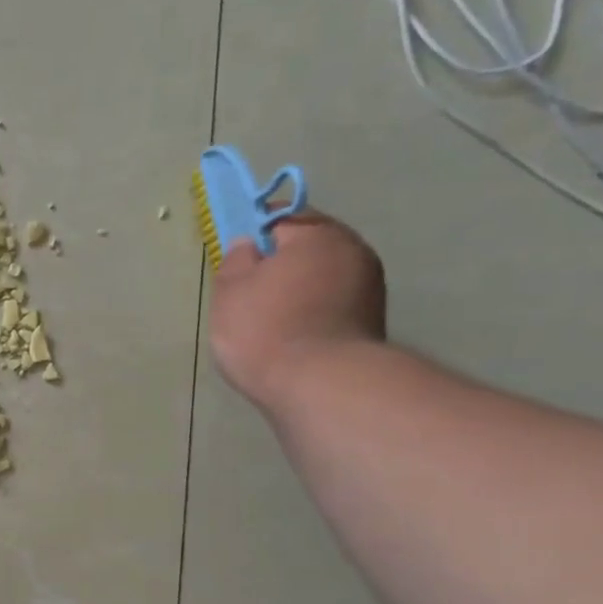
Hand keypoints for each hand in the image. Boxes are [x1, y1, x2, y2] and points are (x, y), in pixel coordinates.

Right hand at [208, 212, 386, 418]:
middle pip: (308, 246)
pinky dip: (312, 310)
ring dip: (298, 287)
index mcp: (318, 235)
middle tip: (249, 288)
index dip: (254, 232)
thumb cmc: (266, 329)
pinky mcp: (372, 321)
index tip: (237, 256)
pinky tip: (292, 333)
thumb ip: (235, 260)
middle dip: (280, 261)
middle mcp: (353, 251)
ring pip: (322, 275)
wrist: (320, 386)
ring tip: (269, 316)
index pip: (281, 217)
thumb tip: (248, 246)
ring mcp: (369, 287)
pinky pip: (332, 302)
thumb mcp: (230, 290)